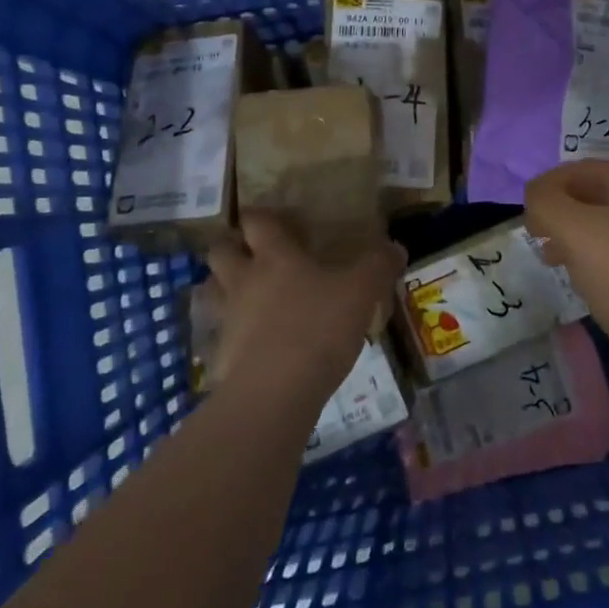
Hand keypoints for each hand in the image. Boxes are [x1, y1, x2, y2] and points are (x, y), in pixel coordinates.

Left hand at [204, 213, 405, 406]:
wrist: (274, 392)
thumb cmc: (318, 328)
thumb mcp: (361, 293)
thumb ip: (378, 266)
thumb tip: (395, 246)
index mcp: (275, 256)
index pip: (256, 221)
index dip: (261, 216)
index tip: (272, 217)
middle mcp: (245, 280)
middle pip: (221, 250)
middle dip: (232, 246)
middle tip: (252, 252)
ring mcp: (228, 317)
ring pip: (213, 290)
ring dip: (224, 286)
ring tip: (247, 294)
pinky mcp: (221, 354)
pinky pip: (220, 333)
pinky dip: (232, 332)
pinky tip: (253, 342)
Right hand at [524, 160, 608, 392]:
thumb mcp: (574, 231)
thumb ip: (546, 202)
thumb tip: (537, 196)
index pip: (581, 169)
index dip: (547, 186)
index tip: (526, 217)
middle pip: (597, 195)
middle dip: (562, 212)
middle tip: (539, 239)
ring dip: (578, 237)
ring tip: (558, 262)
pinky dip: (602, 258)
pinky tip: (592, 283)